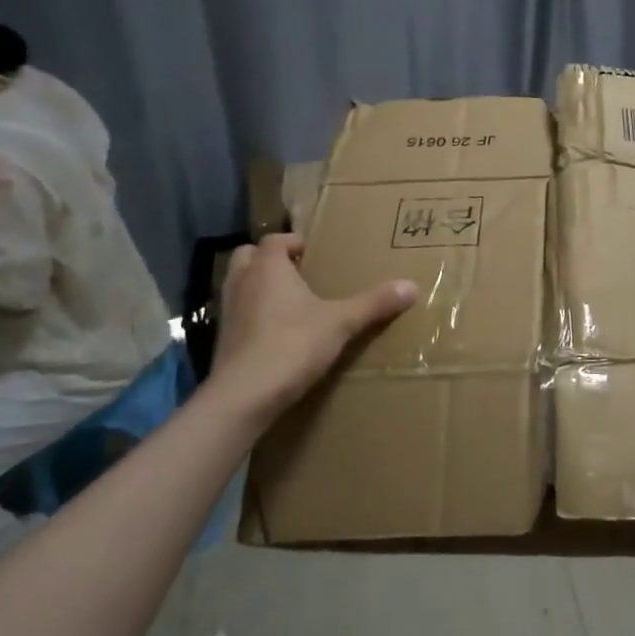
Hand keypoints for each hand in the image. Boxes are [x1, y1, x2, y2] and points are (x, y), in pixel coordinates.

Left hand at [207, 235, 416, 417]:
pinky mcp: (222, 340)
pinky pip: (238, 315)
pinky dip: (253, 316)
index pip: (274, 240)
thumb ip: (374, 303)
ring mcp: (228, 311)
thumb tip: (412, 286)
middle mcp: (242, 282)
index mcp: (268, 268)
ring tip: (288, 301)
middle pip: (247, 256)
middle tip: (298, 272)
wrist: (245, 394)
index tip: (313, 252)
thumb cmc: (292, 344)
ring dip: (258, 287)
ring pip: (239, 285)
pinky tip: (275, 333)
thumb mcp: (342, 322)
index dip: (293, 242)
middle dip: (269, 260)